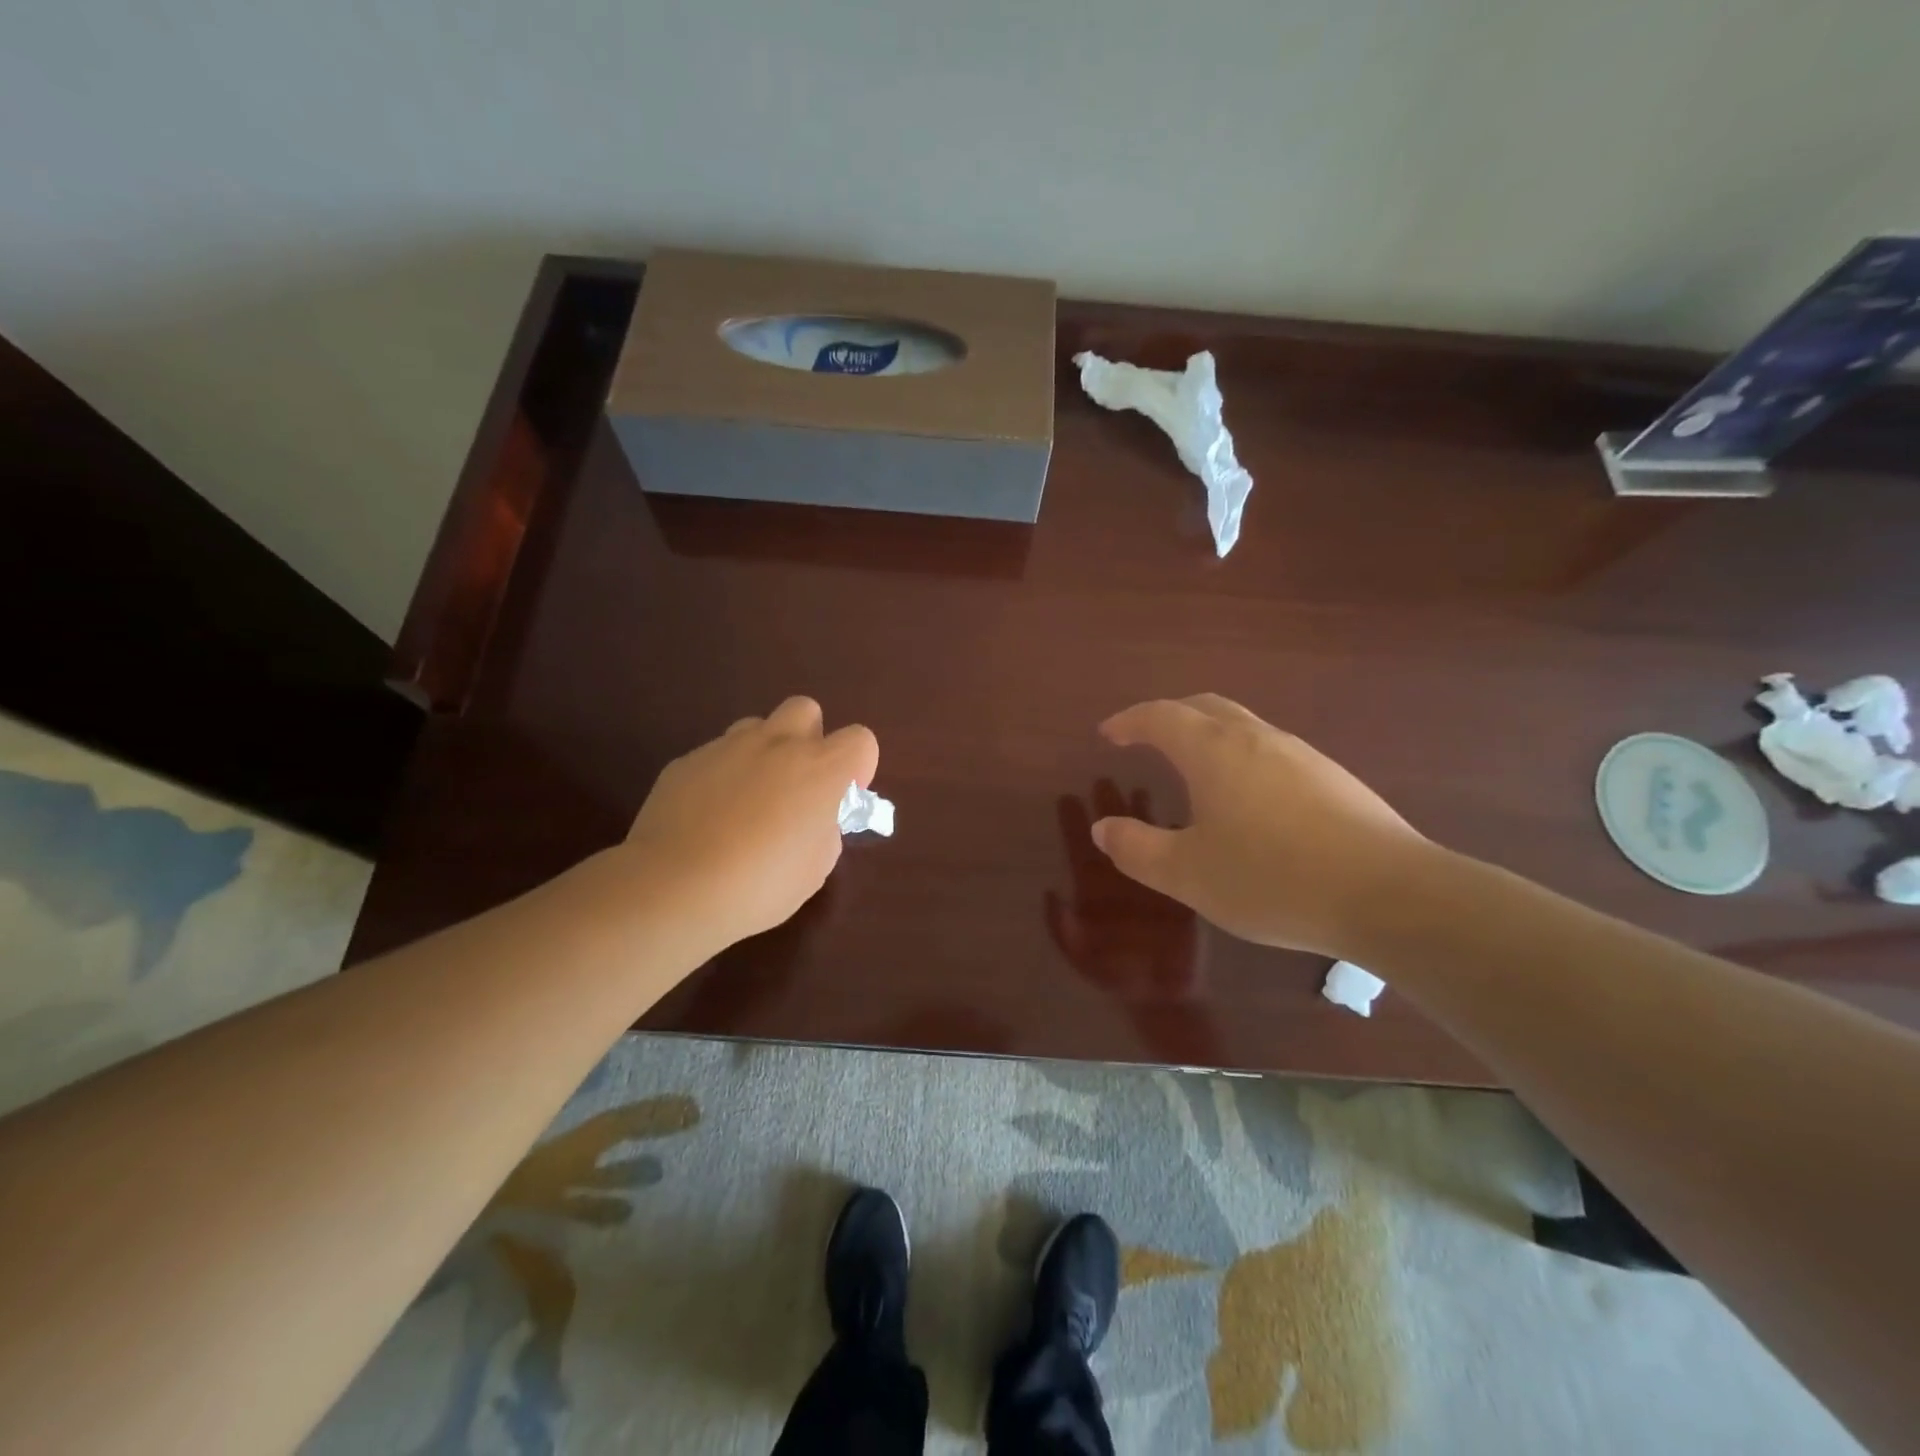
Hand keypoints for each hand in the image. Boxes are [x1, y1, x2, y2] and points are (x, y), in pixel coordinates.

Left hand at [619, 697, 877, 953]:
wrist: (674, 888)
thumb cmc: (761, 885)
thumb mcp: (816, 868)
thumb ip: (826, 830)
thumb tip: (815, 818)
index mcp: (821, 769)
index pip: (861, 739)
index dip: (857, 767)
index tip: (841, 799)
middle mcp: (778, 744)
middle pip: (806, 710)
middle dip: (809, 739)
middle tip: (797, 785)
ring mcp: (727, 747)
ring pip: (757, 727)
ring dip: (764, 752)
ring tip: (750, 798)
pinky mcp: (687, 760)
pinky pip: (716, 755)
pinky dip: (722, 775)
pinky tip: (708, 816)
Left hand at [1045, 782, 1202, 1001]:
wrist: (1163, 997)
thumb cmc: (1117, 976)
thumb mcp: (1081, 956)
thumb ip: (1062, 928)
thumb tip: (1049, 891)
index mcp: (1092, 893)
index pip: (1080, 851)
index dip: (1072, 825)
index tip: (1066, 797)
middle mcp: (1120, 880)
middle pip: (1110, 836)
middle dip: (1105, 808)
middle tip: (1102, 778)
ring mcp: (1149, 881)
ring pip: (1142, 839)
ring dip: (1139, 815)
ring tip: (1138, 787)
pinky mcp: (1178, 888)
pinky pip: (1175, 855)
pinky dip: (1176, 836)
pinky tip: (1177, 814)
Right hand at [1091, 694, 1432, 957]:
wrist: (1389, 894)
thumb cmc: (1272, 878)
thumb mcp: (1188, 874)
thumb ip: (1138, 849)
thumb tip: (1103, 828)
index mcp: (1214, 751)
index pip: (1161, 716)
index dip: (1129, 720)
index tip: (1109, 734)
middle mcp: (1257, 738)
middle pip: (1205, 708)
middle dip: (1169, 716)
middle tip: (1146, 738)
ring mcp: (1301, 755)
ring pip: (1243, 727)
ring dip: (1209, 736)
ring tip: (1194, 770)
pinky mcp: (1334, 778)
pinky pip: (1272, 752)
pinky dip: (1242, 759)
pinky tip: (1250, 801)